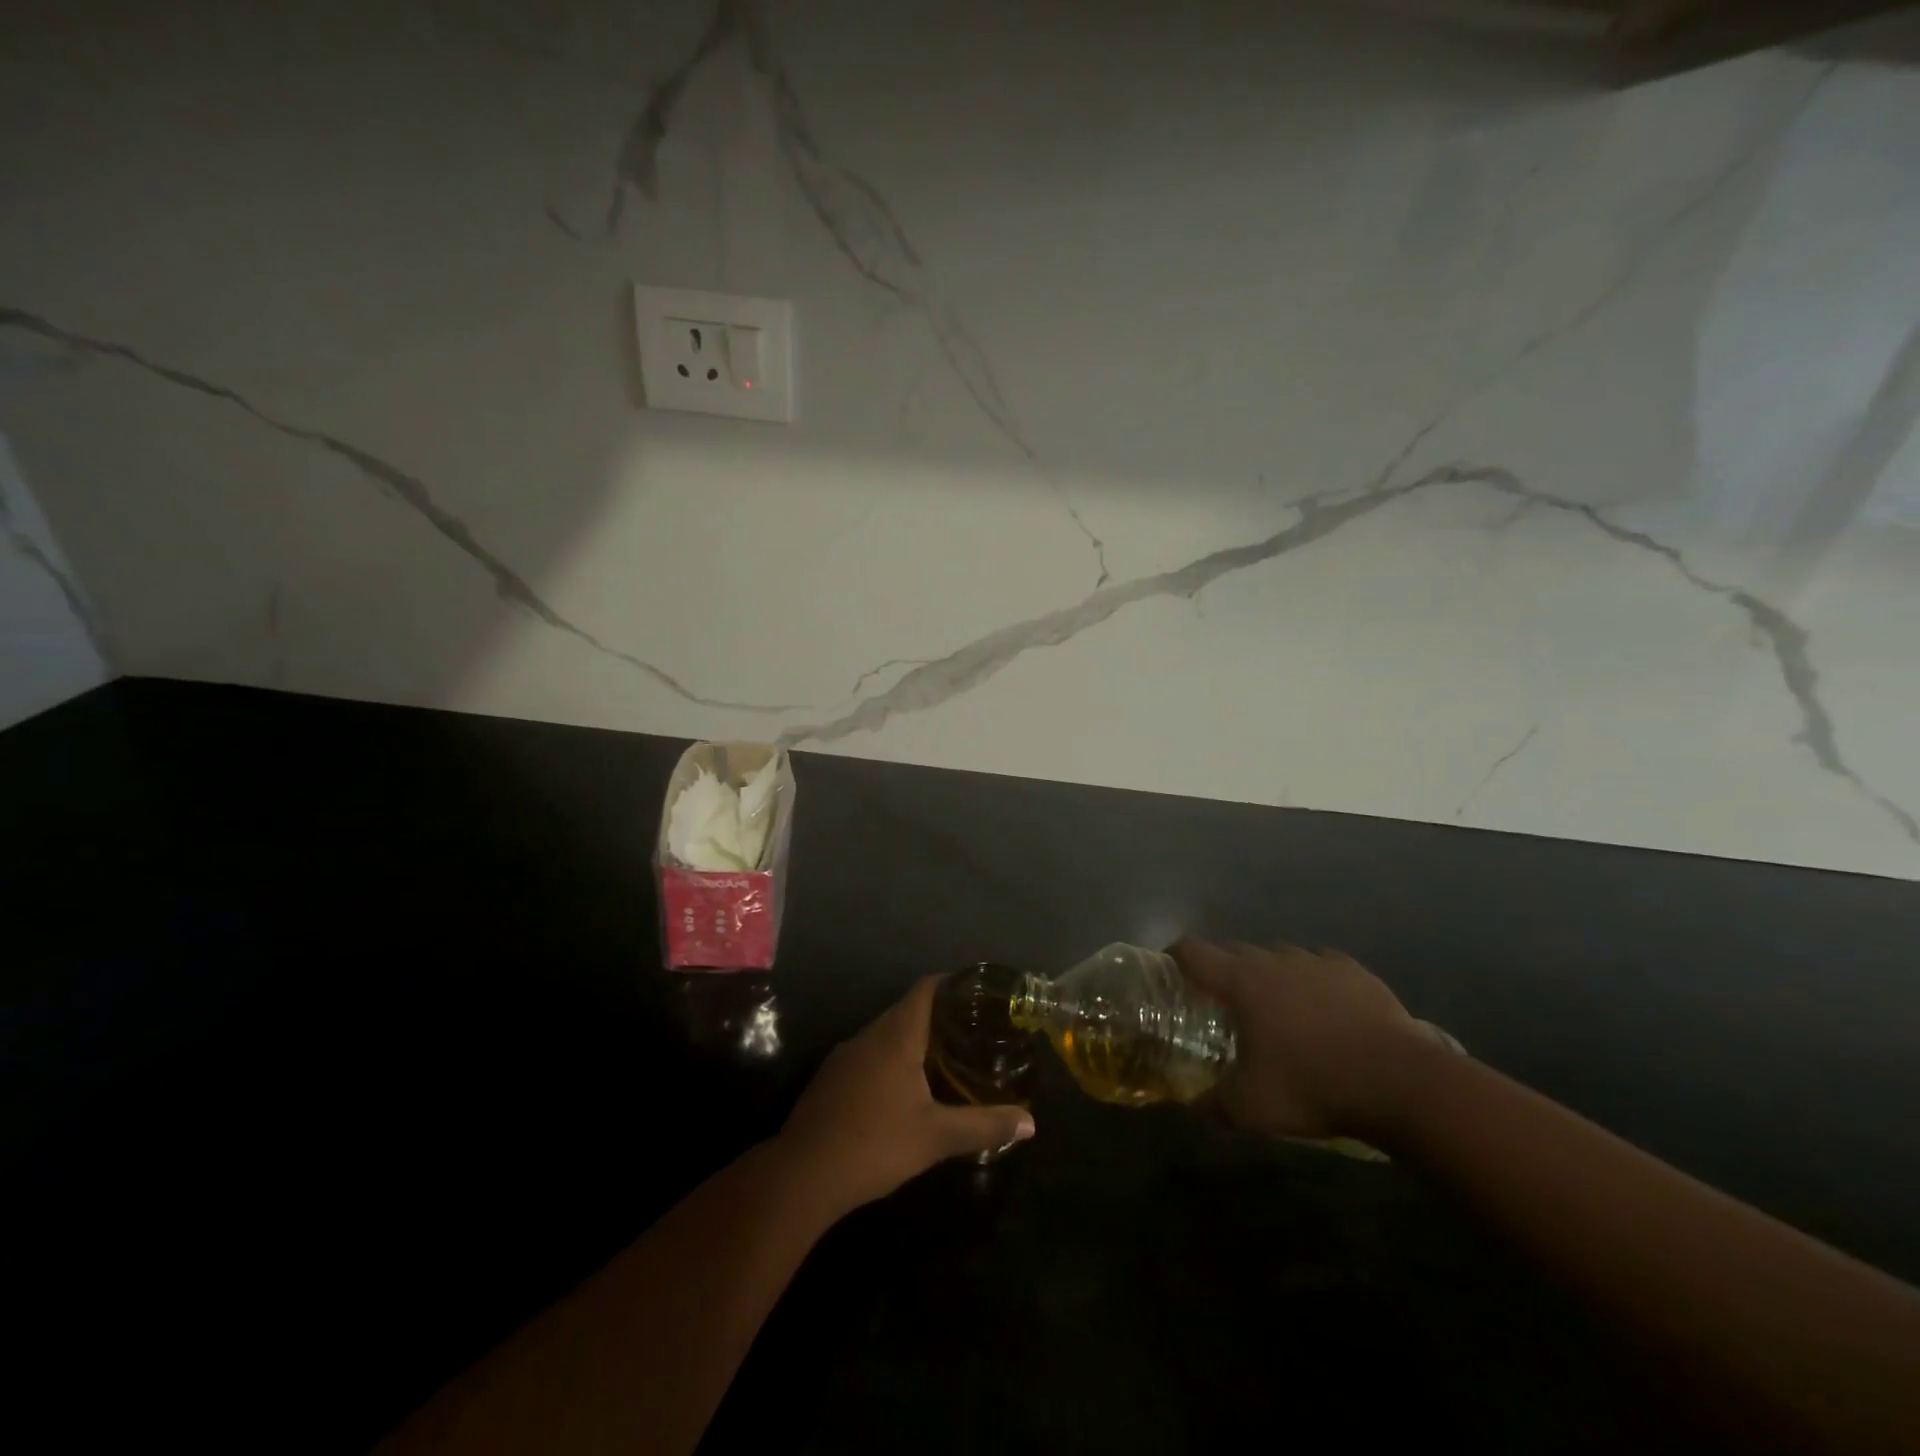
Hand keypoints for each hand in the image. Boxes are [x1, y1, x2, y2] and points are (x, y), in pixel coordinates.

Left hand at [775, 976, 1033, 1215]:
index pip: (927, 988)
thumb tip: (1030, 1122)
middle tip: (975, 1031)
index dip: (954, 984)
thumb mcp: (936, 1137)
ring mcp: (846, 1055)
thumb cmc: (874, 1144)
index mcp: (896, 1035)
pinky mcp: (833, 1078)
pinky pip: (872, 1054)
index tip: (981, 994)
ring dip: (916, 1039)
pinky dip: (894, 1058)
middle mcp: (870, 1035)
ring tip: (948, 1057)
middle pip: (909, 1009)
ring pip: (888, 1033)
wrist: (801, 1175)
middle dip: (942, 1015)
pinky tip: (907, 1087)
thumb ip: (984, 1125)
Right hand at [1172, 939, 1436, 1140]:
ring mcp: (1316, 961)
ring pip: (1277, 956)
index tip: (1169, 971)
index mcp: (1241, 981)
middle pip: (1233, 951)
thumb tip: (1192, 1108)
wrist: (1402, 1082)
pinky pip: (1318, 966)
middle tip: (1221, 1004)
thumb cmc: (1313, 1086)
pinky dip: (1310, 981)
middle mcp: (1273, 959)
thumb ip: (1213, 1105)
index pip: (1192, 950)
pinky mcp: (1353, 970)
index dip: (1175, 956)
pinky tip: (1321, 1009)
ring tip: (1275, 1009)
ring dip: (1267, 975)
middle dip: (1221, 971)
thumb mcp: (1251, 1108)